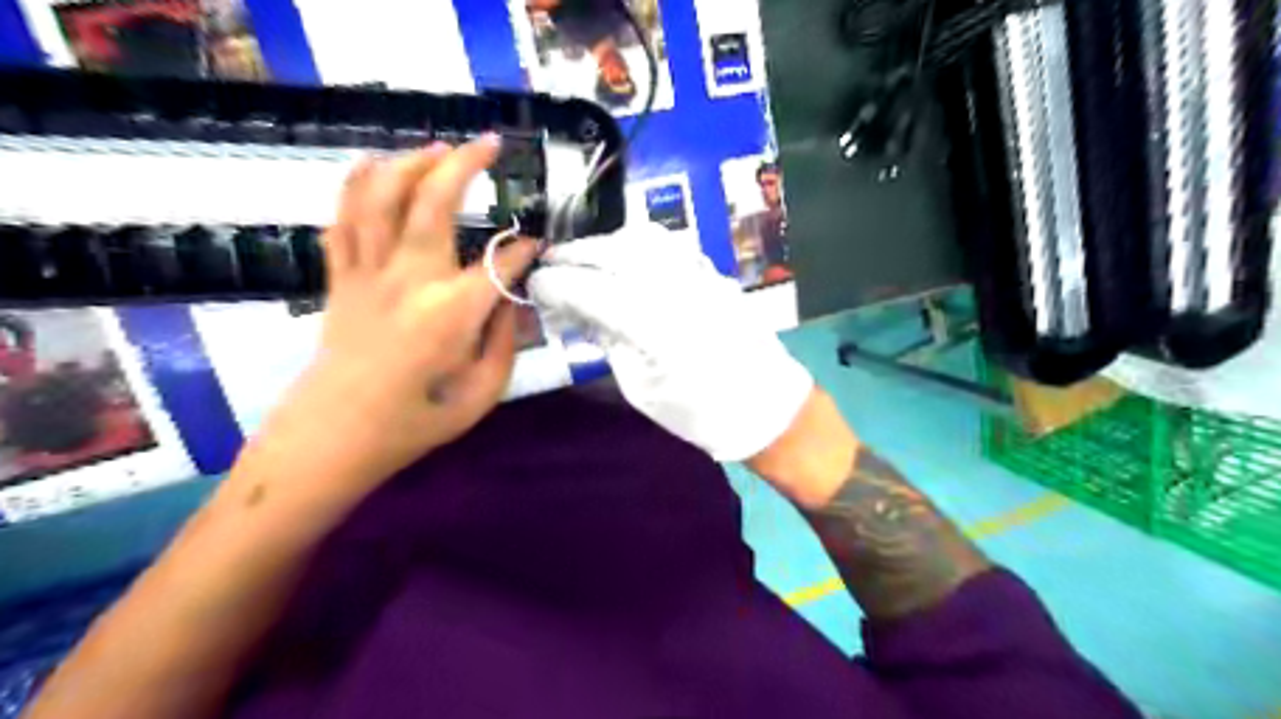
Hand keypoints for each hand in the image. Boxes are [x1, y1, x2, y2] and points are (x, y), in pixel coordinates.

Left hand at [258, 137, 538, 488]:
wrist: (333, 438)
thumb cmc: (415, 422)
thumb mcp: (482, 395)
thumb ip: (506, 342)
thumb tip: (515, 301)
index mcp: (450, 315)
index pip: (497, 264)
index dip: (522, 250)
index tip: (537, 245)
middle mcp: (408, 281)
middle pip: (433, 204)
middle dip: (465, 165)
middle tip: (490, 144)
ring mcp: (367, 274)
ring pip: (381, 198)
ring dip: (410, 163)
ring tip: (438, 148)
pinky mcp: (340, 278)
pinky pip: (343, 218)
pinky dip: (355, 184)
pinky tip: (372, 164)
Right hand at [527, 226, 807, 459]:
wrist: (763, 406)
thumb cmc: (697, 411)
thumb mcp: (639, 385)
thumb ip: (606, 338)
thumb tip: (575, 308)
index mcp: (654, 325)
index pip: (590, 288)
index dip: (555, 283)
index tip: (532, 284)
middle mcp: (677, 287)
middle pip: (613, 252)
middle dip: (574, 255)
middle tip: (548, 265)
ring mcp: (700, 273)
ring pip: (642, 238)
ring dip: (604, 243)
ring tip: (582, 259)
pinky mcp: (713, 272)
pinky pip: (668, 244)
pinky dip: (636, 244)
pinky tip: (622, 258)